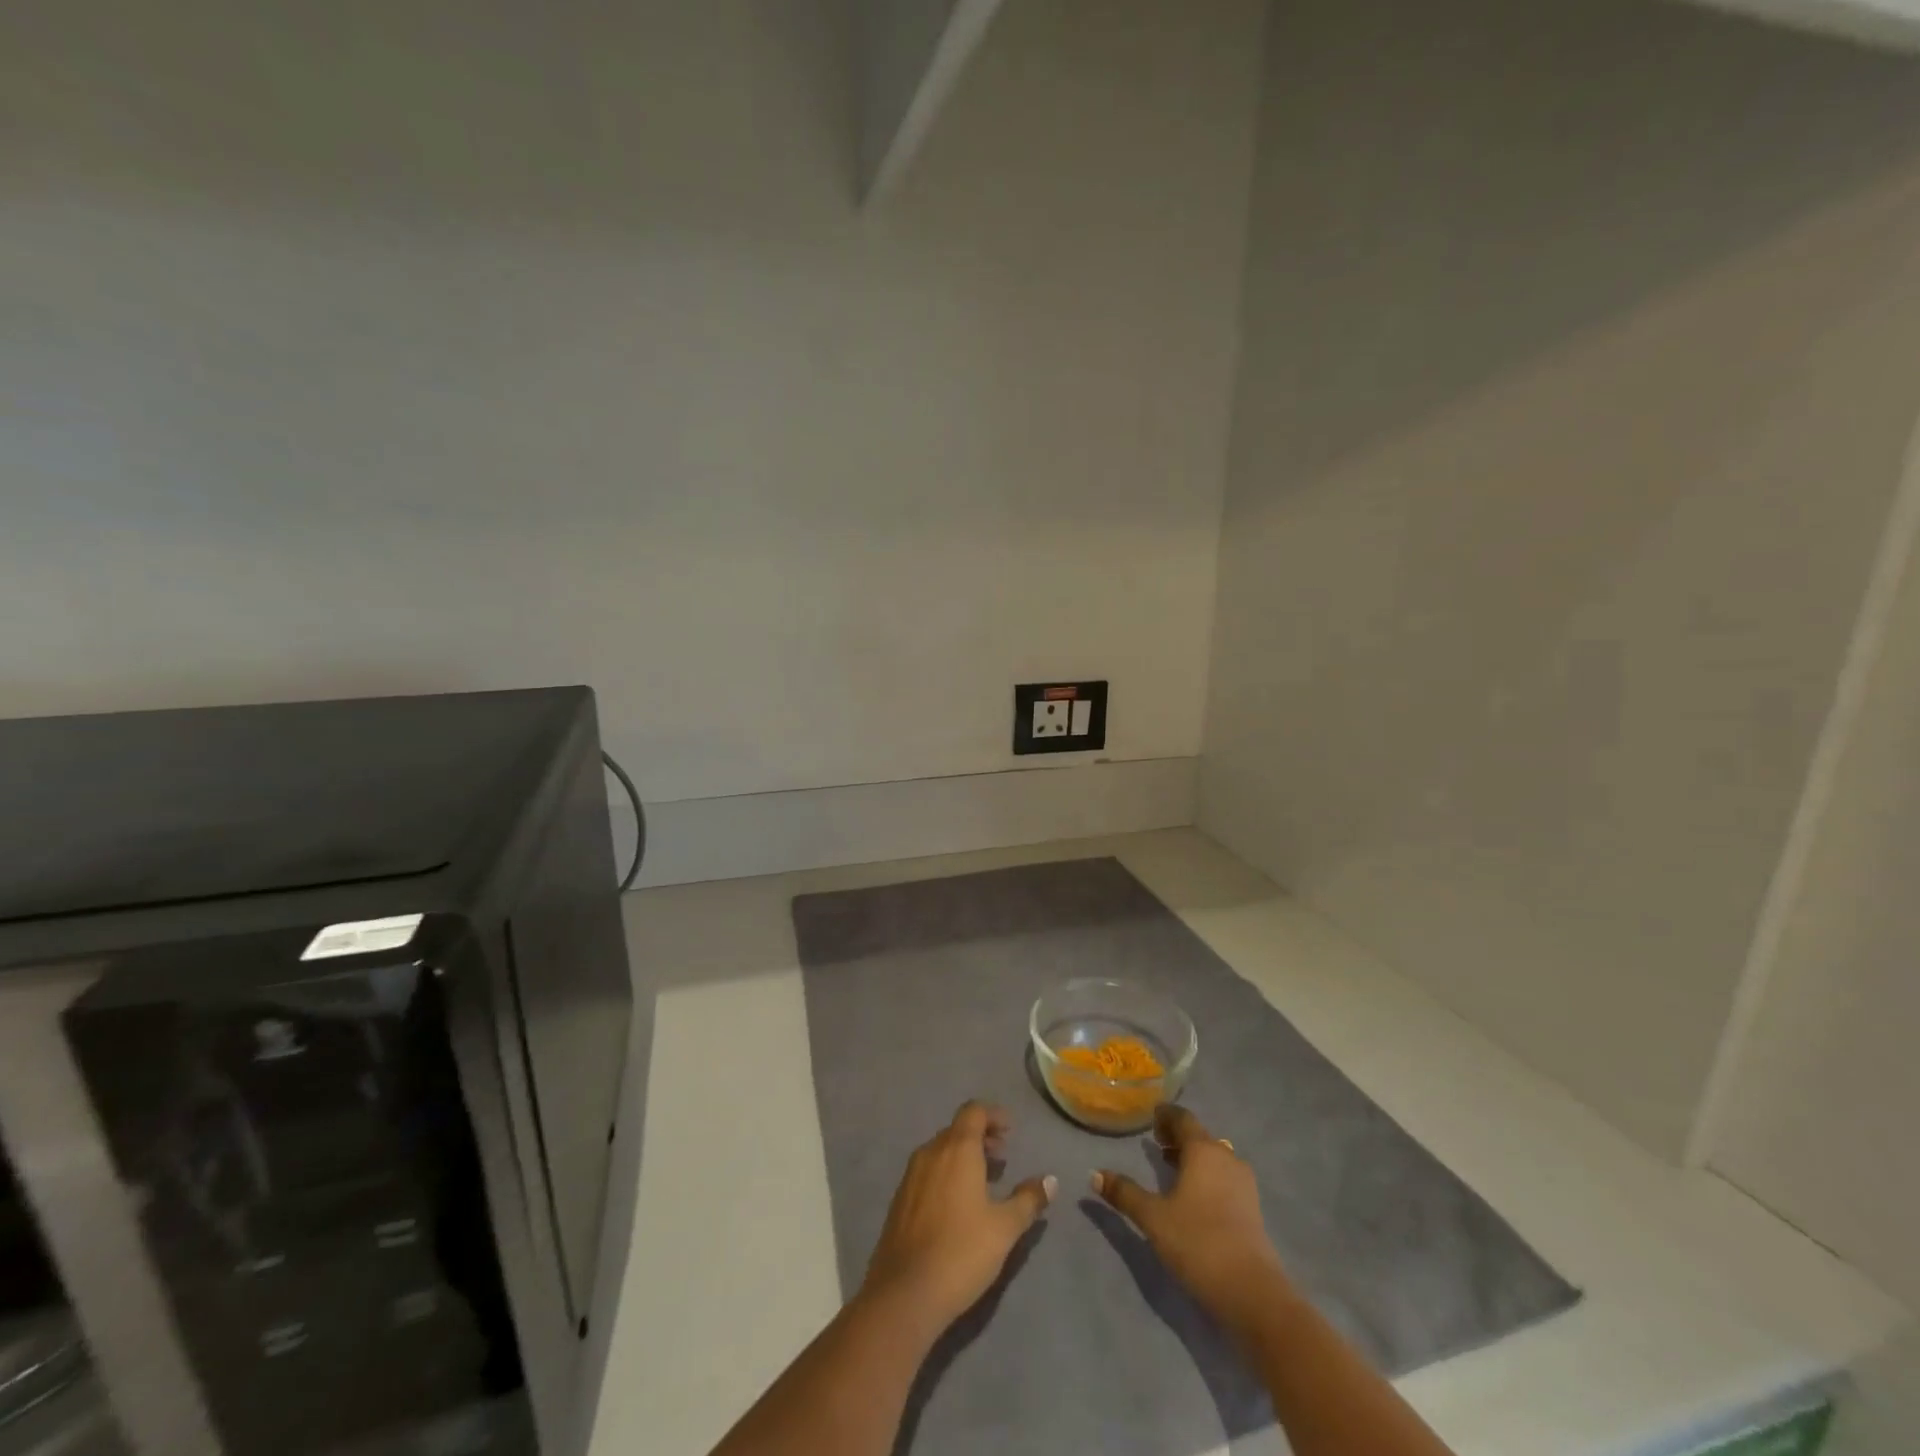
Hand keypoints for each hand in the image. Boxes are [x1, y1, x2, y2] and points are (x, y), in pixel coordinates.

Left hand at [861, 1101, 1055, 1330]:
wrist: (905, 1293)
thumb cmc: (962, 1252)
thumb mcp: (1004, 1228)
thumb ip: (1028, 1199)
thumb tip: (1050, 1180)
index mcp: (956, 1149)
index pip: (973, 1111)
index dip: (993, 1115)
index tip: (1010, 1129)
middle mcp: (931, 1152)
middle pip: (957, 1129)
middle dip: (980, 1136)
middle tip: (1002, 1155)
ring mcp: (911, 1175)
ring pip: (940, 1150)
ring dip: (963, 1155)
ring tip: (984, 1179)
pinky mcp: (900, 1199)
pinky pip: (927, 1171)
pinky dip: (946, 1172)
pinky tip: (957, 1202)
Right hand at [1092, 1103, 1289, 1333]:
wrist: (1252, 1293)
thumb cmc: (1197, 1242)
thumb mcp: (1152, 1217)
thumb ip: (1124, 1193)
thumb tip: (1094, 1174)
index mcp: (1203, 1149)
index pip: (1183, 1118)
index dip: (1165, 1115)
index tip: (1150, 1119)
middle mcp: (1226, 1157)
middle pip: (1200, 1136)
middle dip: (1177, 1137)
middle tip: (1156, 1143)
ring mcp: (1244, 1184)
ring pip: (1214, 1158)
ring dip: (1192, 1158)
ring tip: (1171, 1168)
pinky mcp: (1253, 1209)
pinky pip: (1224, 1178)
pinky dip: (1207, 1176)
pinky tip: (1193, 1197)